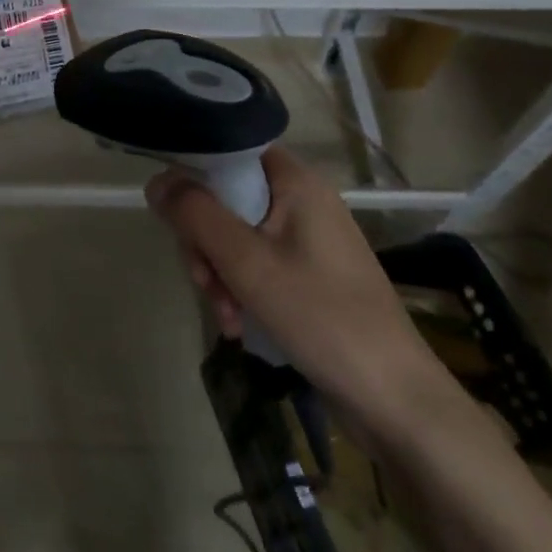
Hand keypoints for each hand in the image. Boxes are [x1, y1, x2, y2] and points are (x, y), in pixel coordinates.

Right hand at [147, 146, 451, 451]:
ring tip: (226, 317)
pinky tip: (239, 325)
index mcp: (295, 182)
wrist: (395, 400)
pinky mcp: (309, 274)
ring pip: (237, 235)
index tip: (178, 217)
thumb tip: (156, 181)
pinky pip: (257, 263)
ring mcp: (307, 239)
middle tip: (205, 281)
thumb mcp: (247, 263)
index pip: (230, 151)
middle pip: (227, 198)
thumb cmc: (321, 318)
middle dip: (205, 242)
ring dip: (219, 273)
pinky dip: (241, 289)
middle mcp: (302, 200)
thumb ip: (196, 215)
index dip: (196, 176)